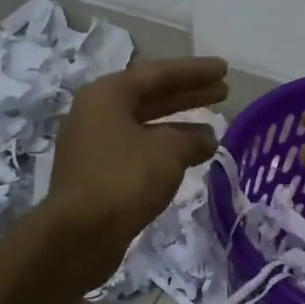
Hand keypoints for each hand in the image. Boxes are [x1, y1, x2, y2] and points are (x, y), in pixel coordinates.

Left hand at [47, 57, 227, 275]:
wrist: (80, 234)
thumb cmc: (125, 179)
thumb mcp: (168, 152)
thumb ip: (193, 139)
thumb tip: (207, 139)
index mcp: (107, 95)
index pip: (158, 73)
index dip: (194, 71)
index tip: (224, 69)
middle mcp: (96, 113)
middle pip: (150, 96)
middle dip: (188, 94)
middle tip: (223, 91)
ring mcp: (94, 144)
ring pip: (144, 125)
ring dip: (178, 125)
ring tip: (213, 129)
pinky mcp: (97, 173)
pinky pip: (137, 150)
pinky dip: (164, 149)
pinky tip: (188, 158)